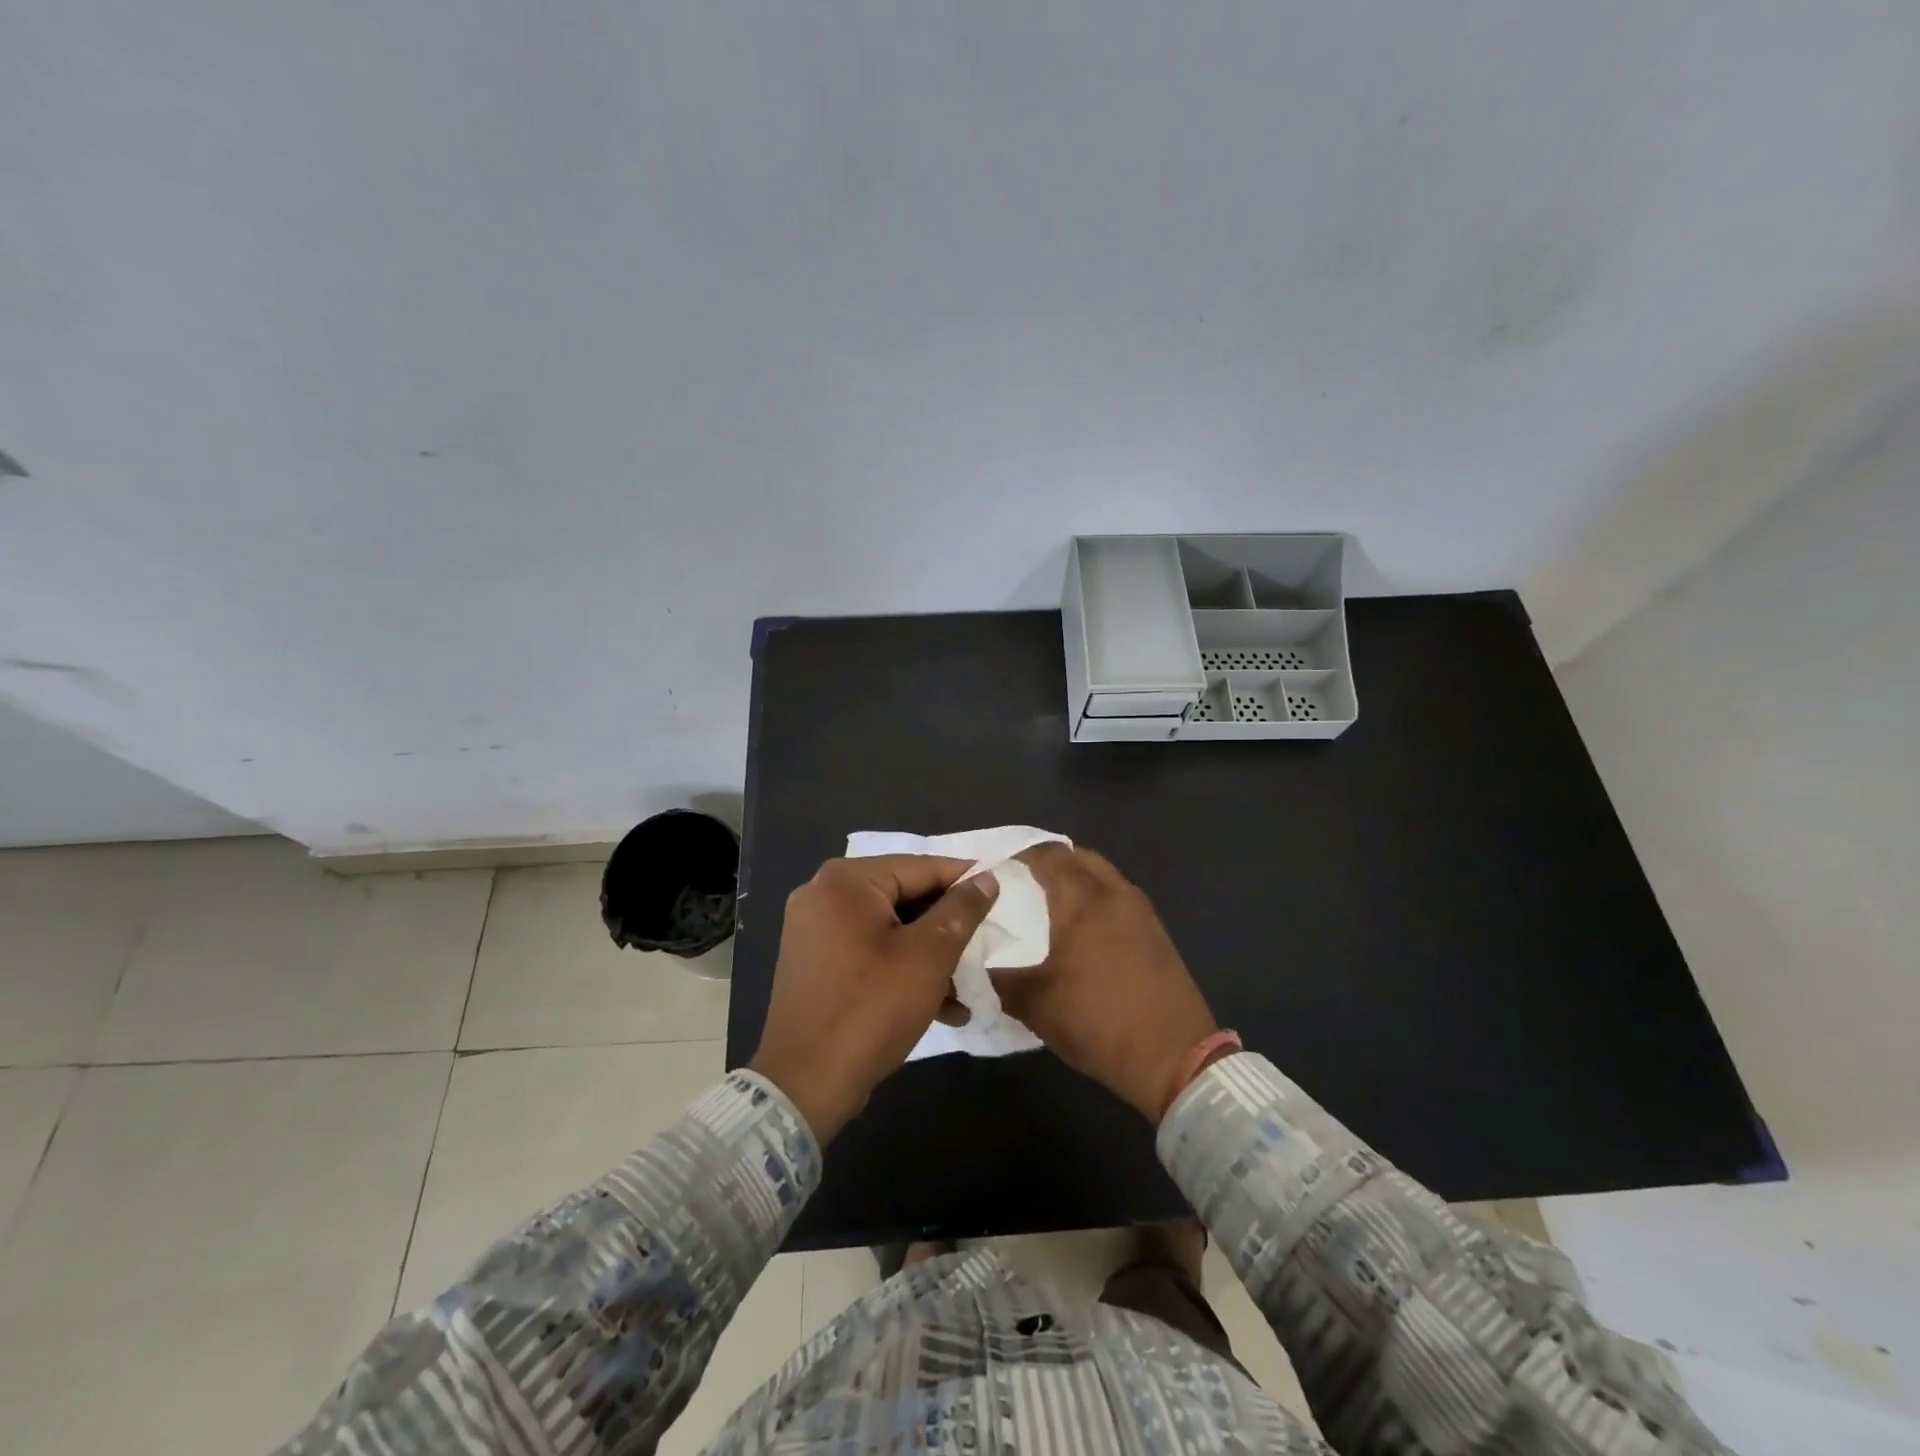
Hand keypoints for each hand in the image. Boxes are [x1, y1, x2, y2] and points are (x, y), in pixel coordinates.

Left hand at [750, 856, 999, 1142]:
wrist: (805, 1085)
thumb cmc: (871, 1008)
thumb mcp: (928, 956)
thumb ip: (961, 910)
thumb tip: (985, 878)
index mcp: (846, 880)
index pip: (921, 867)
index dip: (965, 880)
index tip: (1002, 892)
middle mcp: (824, 894)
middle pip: (904, 897)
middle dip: (948, 926)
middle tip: (987, 943)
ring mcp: (814, 930)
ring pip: (890, 929)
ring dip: (930, 955)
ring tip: (969, 984)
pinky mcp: (815, 964)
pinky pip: (869, 952)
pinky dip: (902, 970)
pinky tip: (942, 1006)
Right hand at [992, 845, 1216, 1122]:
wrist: (1174, 1057)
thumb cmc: (1098, 1021)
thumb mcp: (1034, 1004)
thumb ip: (998, 977)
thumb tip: (972, 963)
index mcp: (1083, 899)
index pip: (1048, 854)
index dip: (1019, 853)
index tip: (995, 868)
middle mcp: (1115, 894)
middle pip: (1079, 857)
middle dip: (1049, 861)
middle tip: (1020, 881)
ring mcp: (1142, 912)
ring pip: (1103, 877)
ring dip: (1076, 881)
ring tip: (1048, 906)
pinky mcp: (1157, 934)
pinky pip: (1119, 899)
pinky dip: (1096, 901)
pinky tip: (1082, 932)